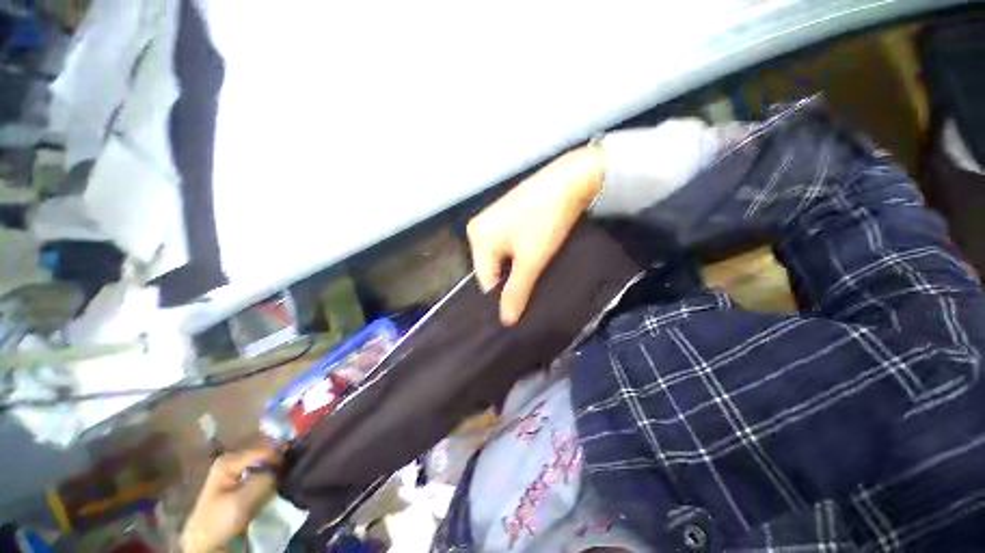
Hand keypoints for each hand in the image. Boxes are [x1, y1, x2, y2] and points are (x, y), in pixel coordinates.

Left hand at [180, 447, 281, 552]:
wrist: (205, 542)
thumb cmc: (218, 521)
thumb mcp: (241, 502)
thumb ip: (263, 481)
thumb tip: (282, 469)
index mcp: (228, 460)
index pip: (263, 450)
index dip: (279, 458)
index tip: (293, 468)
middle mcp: (232, 461)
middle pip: (264, 456)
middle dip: (277, 464)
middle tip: (290, 472)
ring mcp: (234, 472)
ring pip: (264, 466)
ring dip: (274, 473)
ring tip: (285, 479)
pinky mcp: (239, 483)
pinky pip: (260, 475)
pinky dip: (269, 480)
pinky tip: (274, 486)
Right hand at [467, 145, 602, 324]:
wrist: (572, 179)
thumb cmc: (546, 221)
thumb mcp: (531, 260)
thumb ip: (517, 291)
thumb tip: (506, 322)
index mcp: (477, 238)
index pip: (486, 281)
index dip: (504, 295)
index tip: (523, 305)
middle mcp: (479, 228)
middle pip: (493, 268)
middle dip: (512, 280)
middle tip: (533, 288)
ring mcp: (493, 219)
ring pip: (503, 257)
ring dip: (518, 267)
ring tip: (536, 273)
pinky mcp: (508, 214)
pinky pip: (509, 244)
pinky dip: (521, 253)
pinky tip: (535, 255)